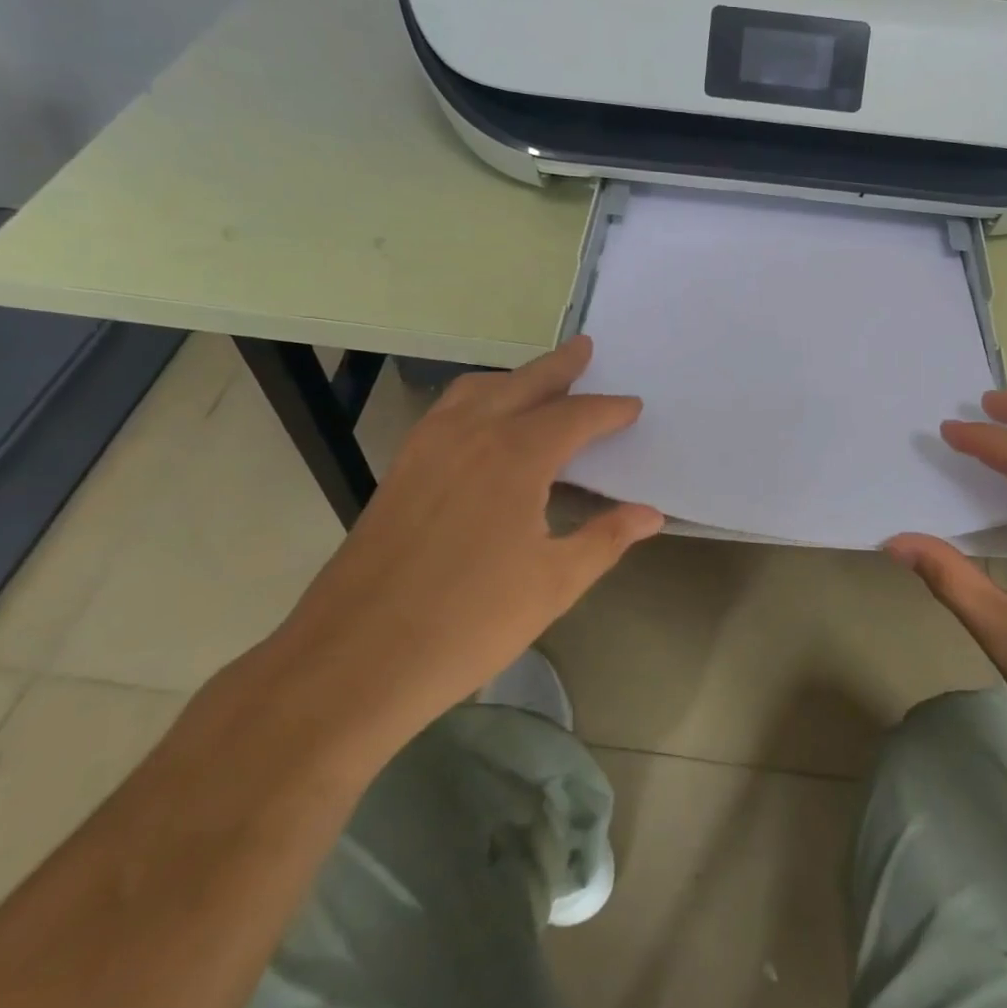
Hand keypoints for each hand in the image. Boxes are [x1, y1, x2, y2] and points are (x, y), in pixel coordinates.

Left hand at [254, 337, 662, 765]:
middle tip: (586, 348)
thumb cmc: (469, 622)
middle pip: (525, 384)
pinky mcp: (401, 468)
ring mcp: (428, 447)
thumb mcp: (554, 584)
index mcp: (516, 456)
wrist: (356, 659)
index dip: (609, 410)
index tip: (632, 406)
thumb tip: (650, 515)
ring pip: (479, 389)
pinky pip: (448, 411)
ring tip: (539, 379)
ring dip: (515, 378)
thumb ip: (606, 539)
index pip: (575, 417)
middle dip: (560, 366)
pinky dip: (477, 398)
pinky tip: (483, 423)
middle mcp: (472, 434)